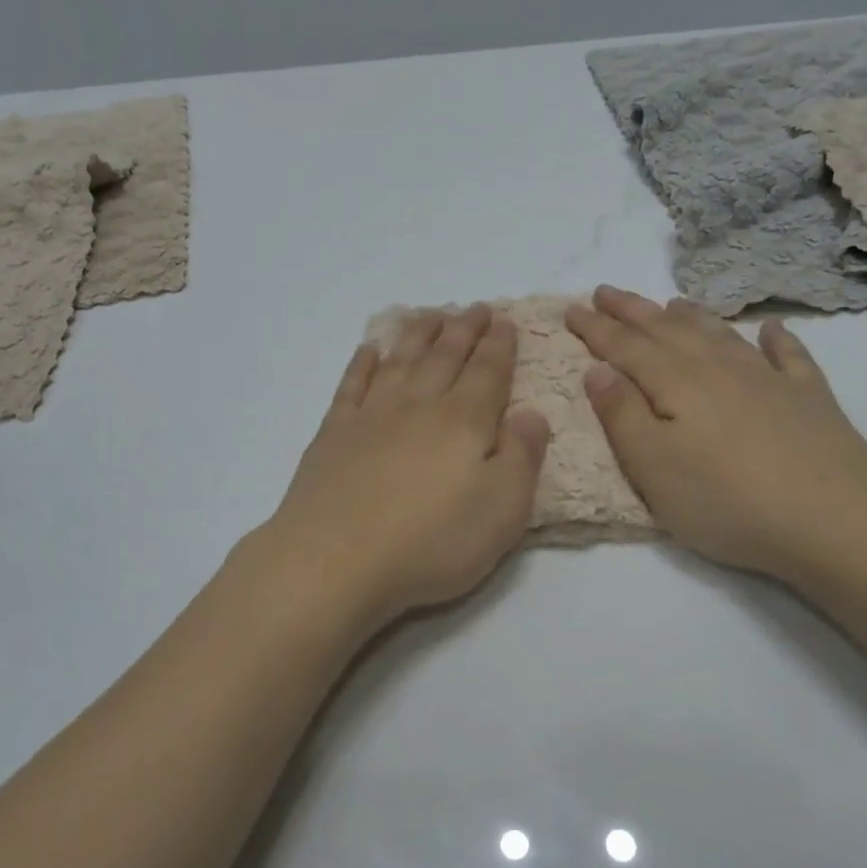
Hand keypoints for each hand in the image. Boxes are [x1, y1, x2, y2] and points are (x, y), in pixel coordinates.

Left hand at [252, 305, 551, 632]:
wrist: (335, 559)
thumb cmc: (430, 542)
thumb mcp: (501, 511)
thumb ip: (522, 458)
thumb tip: (532, 413)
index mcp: (463, 421)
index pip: (488, 372)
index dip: (500, 345)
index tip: (505, 321)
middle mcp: (418, 405)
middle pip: (445, 356)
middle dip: (464, 329)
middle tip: (476, 308)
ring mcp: (371, 415)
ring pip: (401, 360)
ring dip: (419, 334)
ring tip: (431, 315)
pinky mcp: (334, 432)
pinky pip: (352, 384)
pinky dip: (362, 362)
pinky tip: (369, 349)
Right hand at [565, 286, 866, 583]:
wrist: (835, 519)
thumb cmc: (725, 499)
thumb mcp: (652, 466)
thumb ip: (621, 414)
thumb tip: (597, 369)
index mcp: (675, 383)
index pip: (624, 347)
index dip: (595, 327)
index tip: (571, 308)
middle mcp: (717, 368)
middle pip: (666, 330)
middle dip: (632, 310)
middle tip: (606, 291)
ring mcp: (768, 379)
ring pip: (719, 334)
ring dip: (691, 316)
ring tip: (670, 302)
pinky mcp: (809, 399)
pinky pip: (789, 356)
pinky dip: (777, 339)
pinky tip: (772, 328)